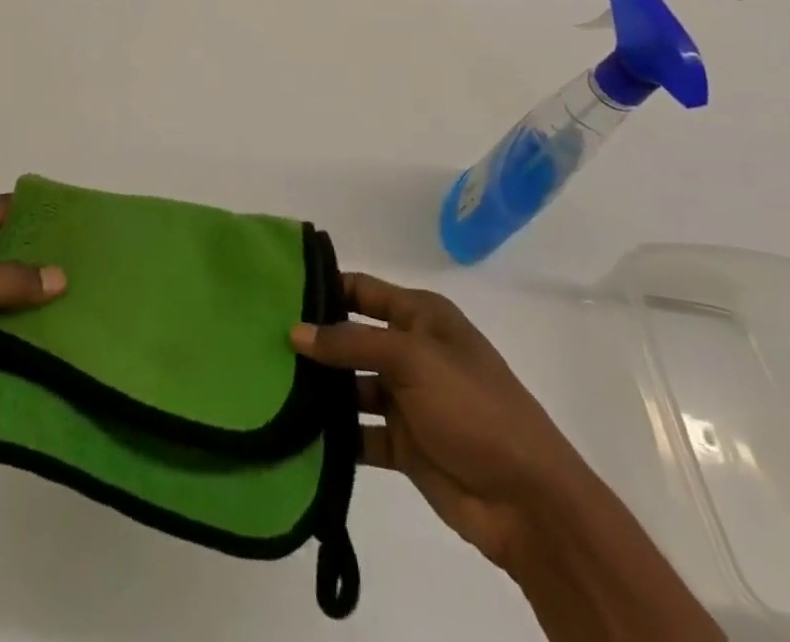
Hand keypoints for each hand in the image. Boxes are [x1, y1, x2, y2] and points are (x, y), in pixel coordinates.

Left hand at [0, 196, 65, 460]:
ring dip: (30, 303)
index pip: (3, 211)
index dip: (41, 217)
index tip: (84, 228)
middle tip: (92, 272)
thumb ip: (9, 283)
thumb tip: (60, 275)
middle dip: (42, 263)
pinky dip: (12, 335)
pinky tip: (48, 346)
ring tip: (81, 308)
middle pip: (5, 251)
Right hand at [291, 272, 591, 571]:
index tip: (274, 287)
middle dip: (313, 339)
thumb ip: (350, 342)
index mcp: (422, 317)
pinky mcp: (402, 443)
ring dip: (319, 388)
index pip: (362, 289)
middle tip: (259, 338)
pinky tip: (296, 430)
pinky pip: (358, 430)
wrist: (530, 503)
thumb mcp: (411, 359)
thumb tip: (294, 332)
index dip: (323, 286)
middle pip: (351, 336)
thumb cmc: (473, 408)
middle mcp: (411, 351)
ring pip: (350, 384)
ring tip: (268, 384)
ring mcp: (407, 399)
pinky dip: (333, 432)